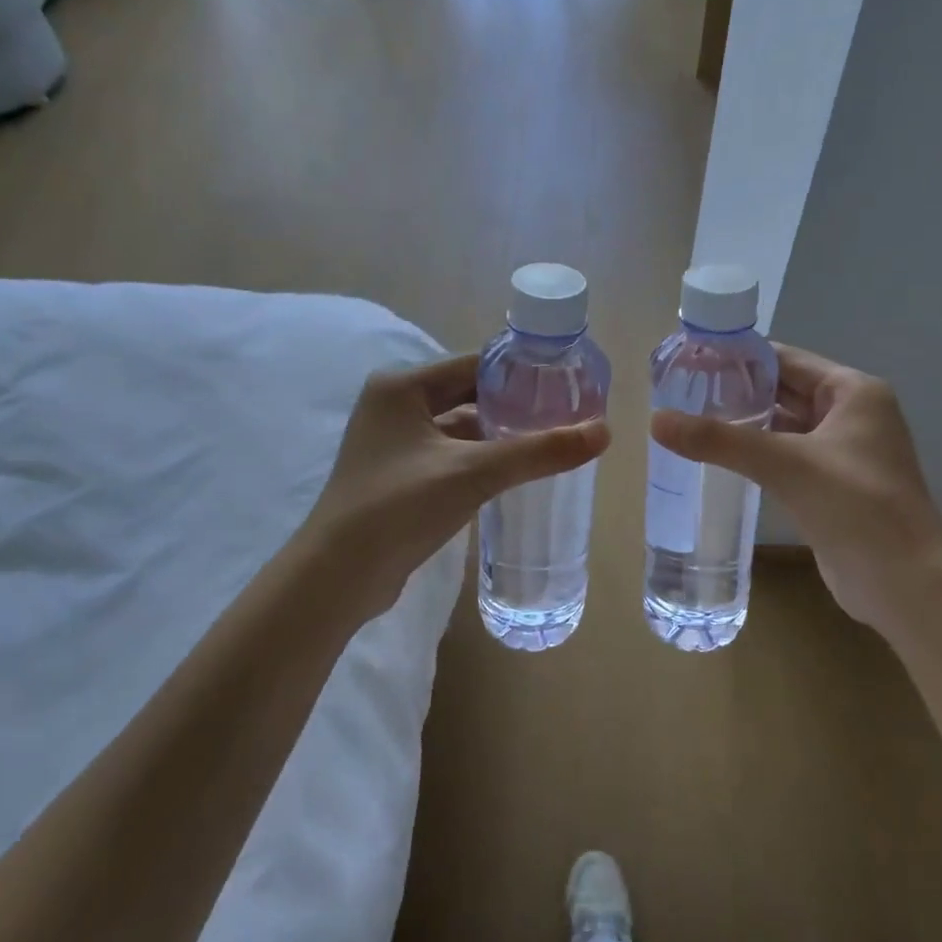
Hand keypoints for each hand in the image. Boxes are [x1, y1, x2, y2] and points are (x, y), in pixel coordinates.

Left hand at [300, 353, 609, 622]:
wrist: (338, 577)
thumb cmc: (398, 508)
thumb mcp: (473, 473)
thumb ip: (539, 452)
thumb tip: (603, 432)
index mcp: (402, 386)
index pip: (475, 364)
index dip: (522, 374)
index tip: (567, 385)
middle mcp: (394, 405)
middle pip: (469, 393)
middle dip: (514, 406)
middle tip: (566, 414)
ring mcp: (394, 443)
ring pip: (461, 427)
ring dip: (499, 435)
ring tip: (550, 441)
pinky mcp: (399, 475)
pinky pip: (451, 455)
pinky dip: (481, 459)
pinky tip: (515, 472)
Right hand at [651, 345, 941, 629]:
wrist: (904, 583)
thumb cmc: (856, 506)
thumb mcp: (785, 464)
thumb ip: (720, 441)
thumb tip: (655, 420)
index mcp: (853, 392)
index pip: (786, 360)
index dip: (739, 358)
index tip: (691, 361)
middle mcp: (851, 415)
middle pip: (784, 391)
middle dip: (737, 392)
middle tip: (681, 393)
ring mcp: (843, 454)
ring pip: (784, 427)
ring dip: (745, 425)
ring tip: (690, 420)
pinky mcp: (831, 487)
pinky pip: (786, 459)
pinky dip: (757, 456)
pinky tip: (719, 459)